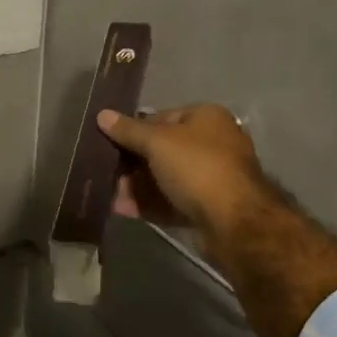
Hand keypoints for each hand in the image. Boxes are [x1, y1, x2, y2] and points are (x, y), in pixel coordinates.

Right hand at [97, 104, 269, 235]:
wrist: (234, 222)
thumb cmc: (196, 168)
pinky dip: (151, 204)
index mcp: (206, 118)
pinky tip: (126, 211)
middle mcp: (213, 143)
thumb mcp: (157, 142)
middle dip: (133, 165)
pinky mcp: (209, 206)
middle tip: (110, 177)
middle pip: (162, 150)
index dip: (134, 130)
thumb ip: (128, 130)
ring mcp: (212, 176)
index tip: (111, 146)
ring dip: (138, 187)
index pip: (162, 117)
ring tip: (115, 200)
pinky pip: (173, 200)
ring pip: (166, 178)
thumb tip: (102, 115)